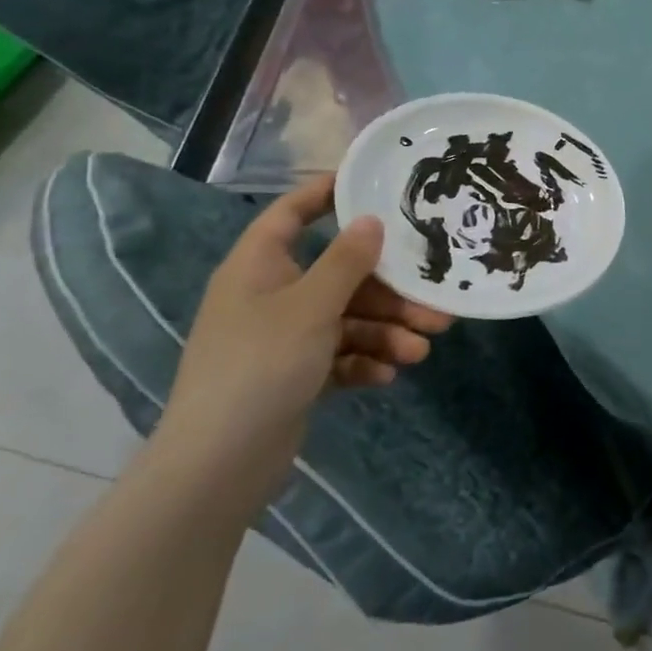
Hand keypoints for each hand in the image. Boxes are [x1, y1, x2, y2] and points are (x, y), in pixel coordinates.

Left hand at [155, 176, 452, 506]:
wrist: (217, 467)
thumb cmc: (260, 366)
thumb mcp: (311, 307)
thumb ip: (346, 262)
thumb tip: (372, 220)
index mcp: (260, 266)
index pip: (293, 213)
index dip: (328, 193)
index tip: (376, 184)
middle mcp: (272, 295)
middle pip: (340, 276)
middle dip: (389, 292)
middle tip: (434, 302)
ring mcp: (284, 338)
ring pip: (348, 319)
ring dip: (386, 332)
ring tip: (421, 350)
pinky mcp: (296, 375)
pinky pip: (340, 355)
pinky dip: (365, 361)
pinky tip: (389, 375)